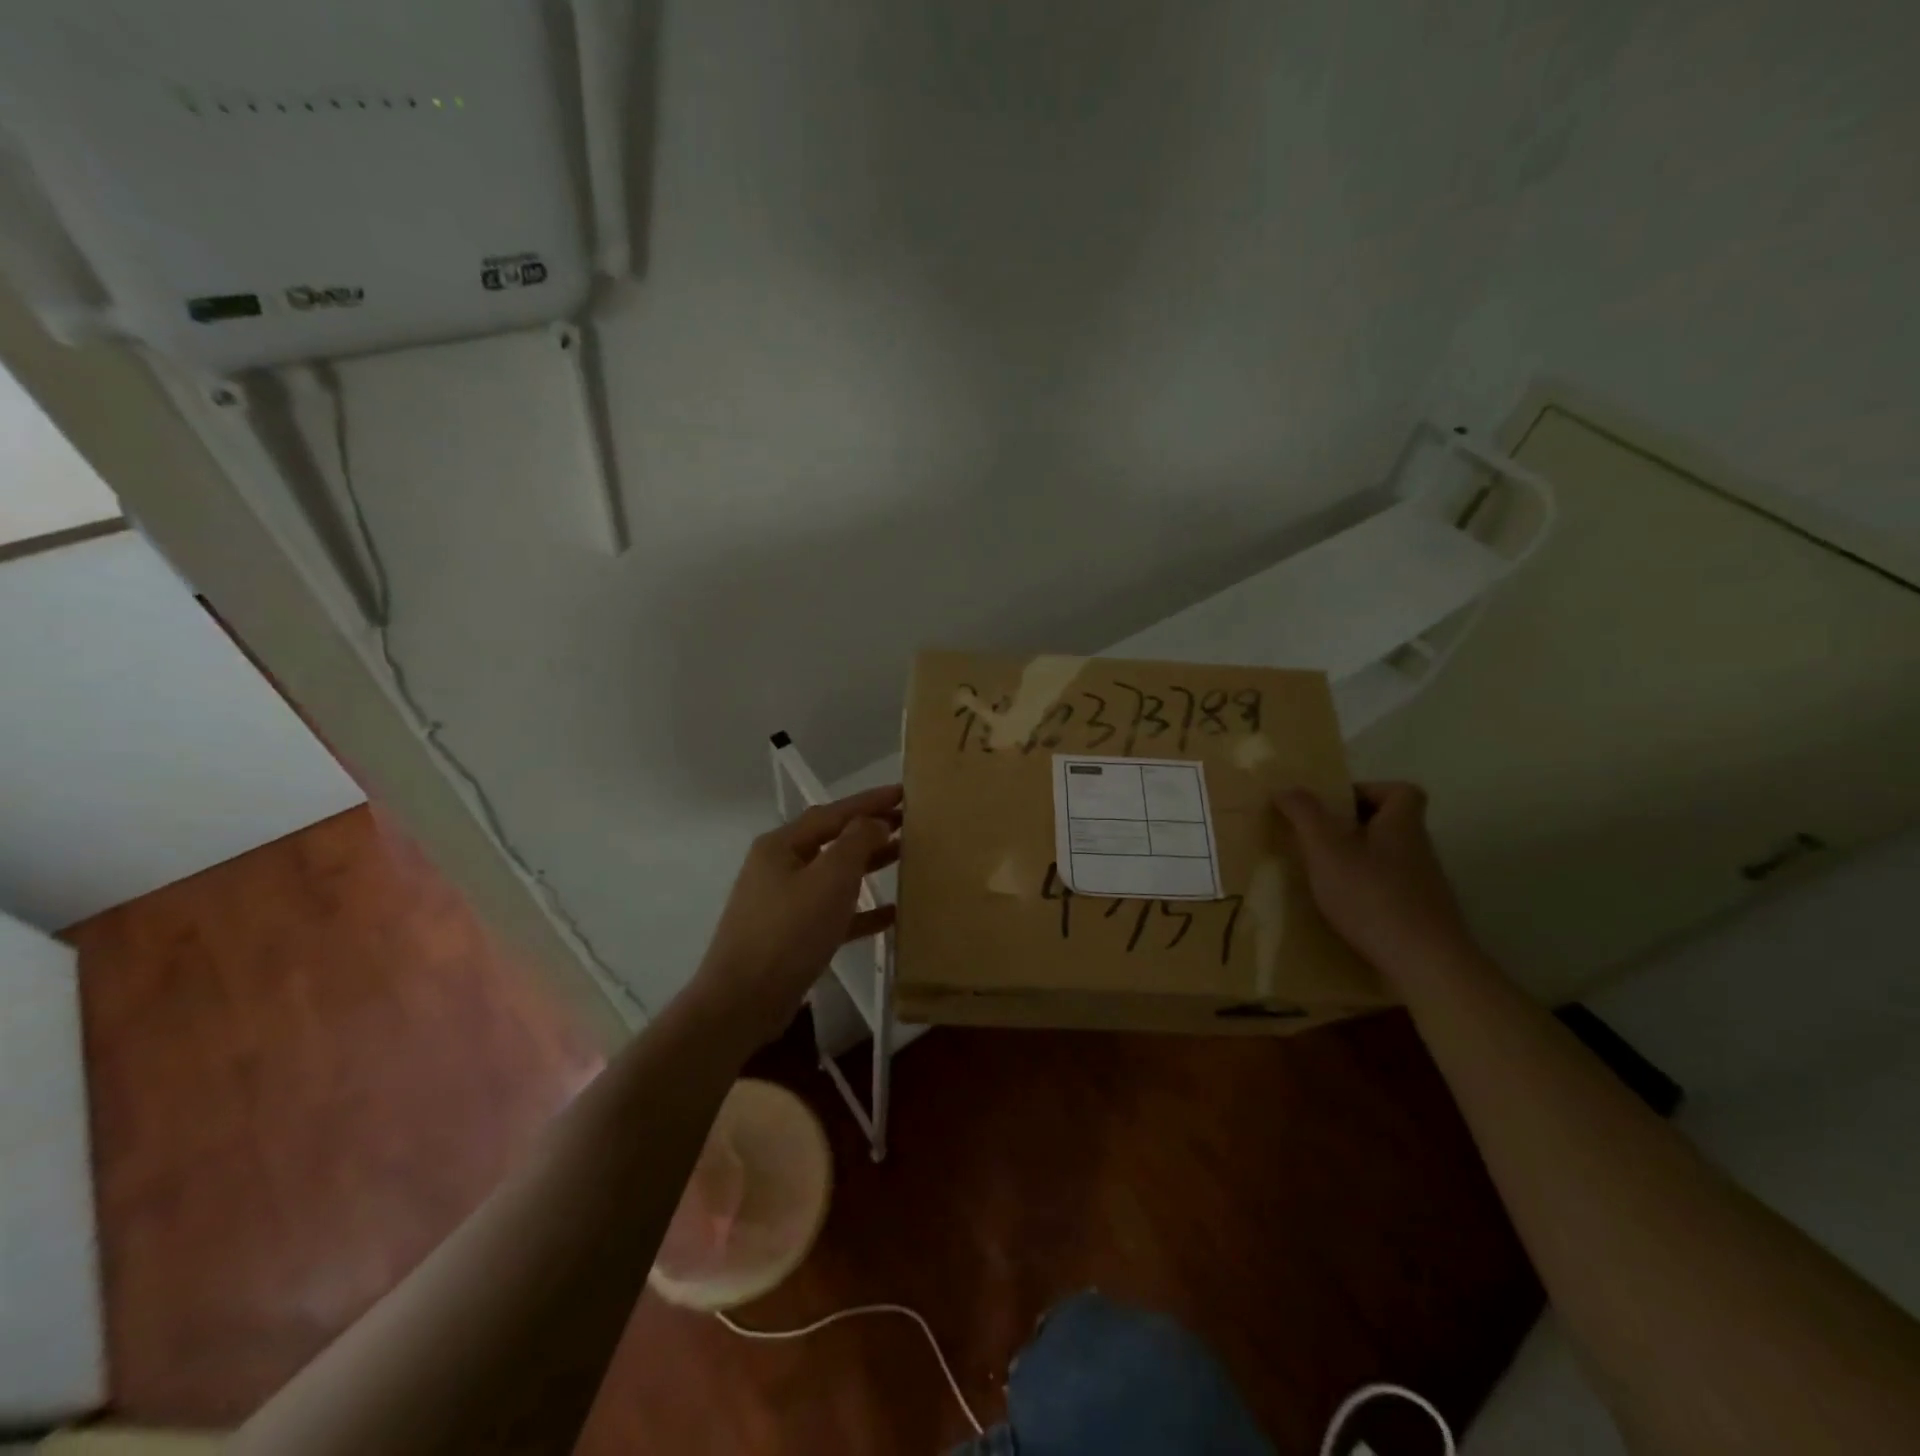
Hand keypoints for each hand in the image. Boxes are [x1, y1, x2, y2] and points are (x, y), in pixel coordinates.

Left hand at [694, 784, 902, 1044]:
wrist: (743, 1002)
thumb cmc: (788, 932)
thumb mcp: (829, 879)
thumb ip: (856, 843)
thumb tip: (874, 822)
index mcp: (782, 846)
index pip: (834, 813)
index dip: (870, 801)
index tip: (905, 793)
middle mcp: (779, 867)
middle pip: (833, 841)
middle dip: (871, 831)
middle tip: (911, 823)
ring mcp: (783, 902)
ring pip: (834, 876)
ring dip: (869, 866)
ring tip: (906, 857)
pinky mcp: (791, 936)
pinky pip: (833, 912)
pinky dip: (861, 910)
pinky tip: (892, 913)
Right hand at [1276, 782, 1476, 977]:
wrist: (1425, 962)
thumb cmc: (1372, 895)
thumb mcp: (1326, 849)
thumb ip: (1305, 815)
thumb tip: (1286, 788)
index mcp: (1402, 825)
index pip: (1402, 791)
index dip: (1370, 790)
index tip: (1337, 805)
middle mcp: (1419, 849)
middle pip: (1392, 823)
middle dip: (1355, 826)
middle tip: (1319, 838)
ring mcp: (1425, 885)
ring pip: (1390, 858)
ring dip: (1359, 859)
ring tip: (1325, 874)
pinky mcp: (1423, 915)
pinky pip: (1392, 889)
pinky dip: (1368, 890)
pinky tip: (1345, 907)